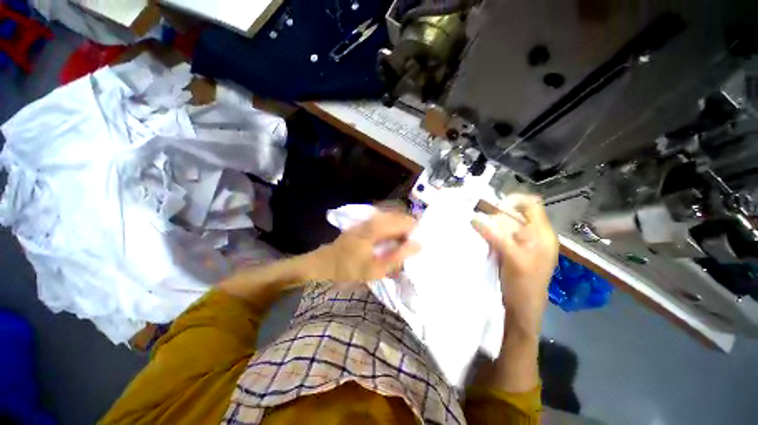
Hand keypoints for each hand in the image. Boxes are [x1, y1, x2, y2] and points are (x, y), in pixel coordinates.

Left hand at [311, 211, 421, 287]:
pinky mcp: (367, 223)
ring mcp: (369, 219)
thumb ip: (398, 257)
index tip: (417, 246)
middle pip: (400, 217)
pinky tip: (392, 243)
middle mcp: (374, 219)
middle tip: (410, 247)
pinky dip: (394, 230)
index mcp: (376, 227)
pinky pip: (387, 221)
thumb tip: (418, 245)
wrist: (325, 262)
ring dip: (401, 230)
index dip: (415, 232)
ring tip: (402, 246)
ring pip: (394, 218)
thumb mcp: (375, 269)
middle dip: (409, 230)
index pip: (405, 221)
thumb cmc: (349, 268)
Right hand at [472, 194, 558, 334]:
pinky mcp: (515, 252)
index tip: (494, 207)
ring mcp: (525, 244)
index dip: (514, 201)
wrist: (522, 309)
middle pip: (516, 214)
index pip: (532, 205)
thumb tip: (474, 218)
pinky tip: (483, 240)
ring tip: (480, 231)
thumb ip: (495, 236)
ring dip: (493, 226)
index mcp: (542, 234)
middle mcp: (536, 236)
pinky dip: (492, 234)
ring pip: (507, 225)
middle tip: (483, 223)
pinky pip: (502, 236)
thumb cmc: (524, 284)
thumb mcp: (512, 258)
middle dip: (498, 216)